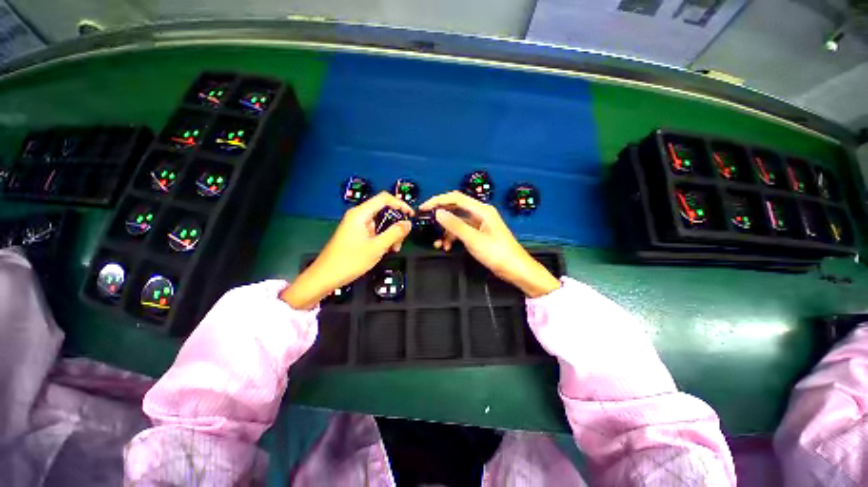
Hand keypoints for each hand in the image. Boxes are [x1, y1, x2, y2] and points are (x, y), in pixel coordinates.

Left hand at [281, 192, 413, 308]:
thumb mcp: (377, 247)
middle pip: (384, 211)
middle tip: (400, 241)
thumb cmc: (350, 260)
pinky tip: (385, 250)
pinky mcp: (356, 234)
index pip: (384, 198)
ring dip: (390, 234)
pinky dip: (383, 238)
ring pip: (380, 223)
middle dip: (396, 224)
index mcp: (361, 213)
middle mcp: (359, 216)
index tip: (411, 216)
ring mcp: (357, 225)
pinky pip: (374, 231)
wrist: (325, 276)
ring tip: (393, 249)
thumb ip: (395, 233)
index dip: (400, 204)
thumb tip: (408, 223)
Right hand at [419, 191, 559, 297]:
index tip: (423, 208)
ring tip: (438, 244)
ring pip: (457, 222)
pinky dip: (453, 238)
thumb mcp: (473, 239)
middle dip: (440, 216)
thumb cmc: (497, 253)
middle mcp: (480, 213)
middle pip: (455, 208)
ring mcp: (479, 224)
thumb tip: (437, 212)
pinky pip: (462, 231)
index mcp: (482, 210)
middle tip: (426, 222)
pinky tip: (447, 247)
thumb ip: (455, 225)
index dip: (438, 200)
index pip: (456, 198)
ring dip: (446, 231)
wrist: (516, 269)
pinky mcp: (478, 234)